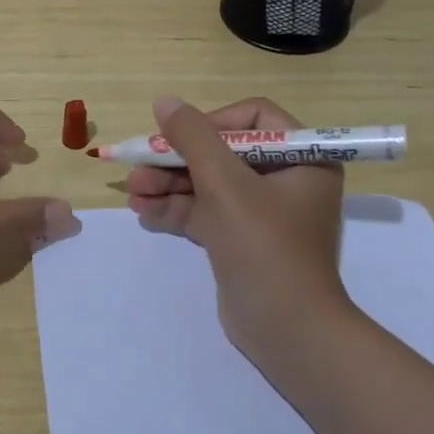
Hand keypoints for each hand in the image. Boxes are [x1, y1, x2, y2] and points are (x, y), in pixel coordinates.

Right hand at [126, 95, 348, 360]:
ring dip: (168, 185)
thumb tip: (164, 101)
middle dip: (177, 160)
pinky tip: (142, 211)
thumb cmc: (264, 246)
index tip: (180, 137)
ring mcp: (261, 213)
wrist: (287, 332)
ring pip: (208, 184)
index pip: (253, 119)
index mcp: (301, 159)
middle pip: (222, 153)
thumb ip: (192, 138)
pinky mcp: (241, 240)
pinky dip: (176, 210)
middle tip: (139, 165)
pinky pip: (205, 213)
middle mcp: (285, 180)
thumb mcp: (225, 184)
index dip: (212, 122)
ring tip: (131, 191)